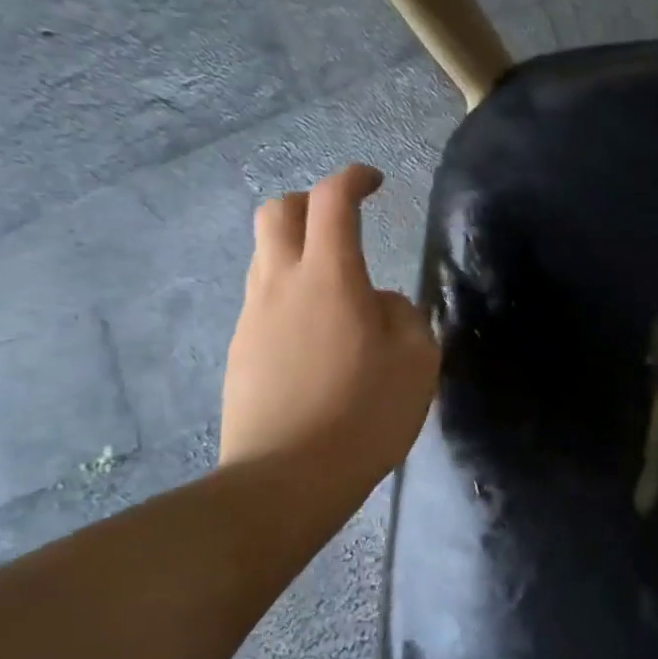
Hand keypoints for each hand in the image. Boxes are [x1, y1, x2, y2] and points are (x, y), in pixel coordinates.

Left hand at [220, 165, 440, 483]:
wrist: (286, 479)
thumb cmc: (364, 414)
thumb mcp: (417, 362)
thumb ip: (405, 317)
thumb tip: (380, 304)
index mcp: (329, 278)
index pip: (332, 202)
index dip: (353, 179)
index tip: (374, 181)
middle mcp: (281, 285)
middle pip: (277, 213)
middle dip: (310, 202)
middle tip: (342, 222)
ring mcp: (253, 318)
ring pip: (266, 256)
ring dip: (299, 251)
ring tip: (339, 290)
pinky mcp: (240, 350)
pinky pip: (265, 300)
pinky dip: (291, 294)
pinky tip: (320, 337)